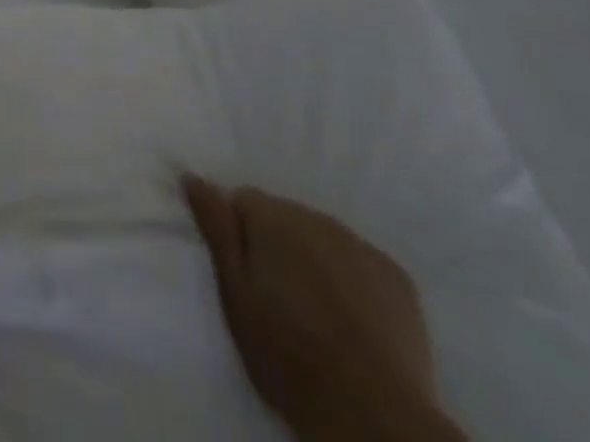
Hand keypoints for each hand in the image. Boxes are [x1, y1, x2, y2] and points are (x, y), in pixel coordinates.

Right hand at [183, 177, 464, 441]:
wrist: (372, 414)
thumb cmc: (287, 353)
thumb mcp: (234, 292)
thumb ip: (216, 227)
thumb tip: (192, 175)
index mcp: (272, 216)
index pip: (241, 200)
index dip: (237, 234)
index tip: (242, 273)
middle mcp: (316, 217)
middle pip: (284, 217)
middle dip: (276, 245)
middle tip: (276, 298)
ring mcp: (361, 246)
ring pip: (322, 238)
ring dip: (312, 260)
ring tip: (314, 311)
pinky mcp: (397, 278)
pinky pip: (360, 262)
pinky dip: (351, 280)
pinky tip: (352, 318)